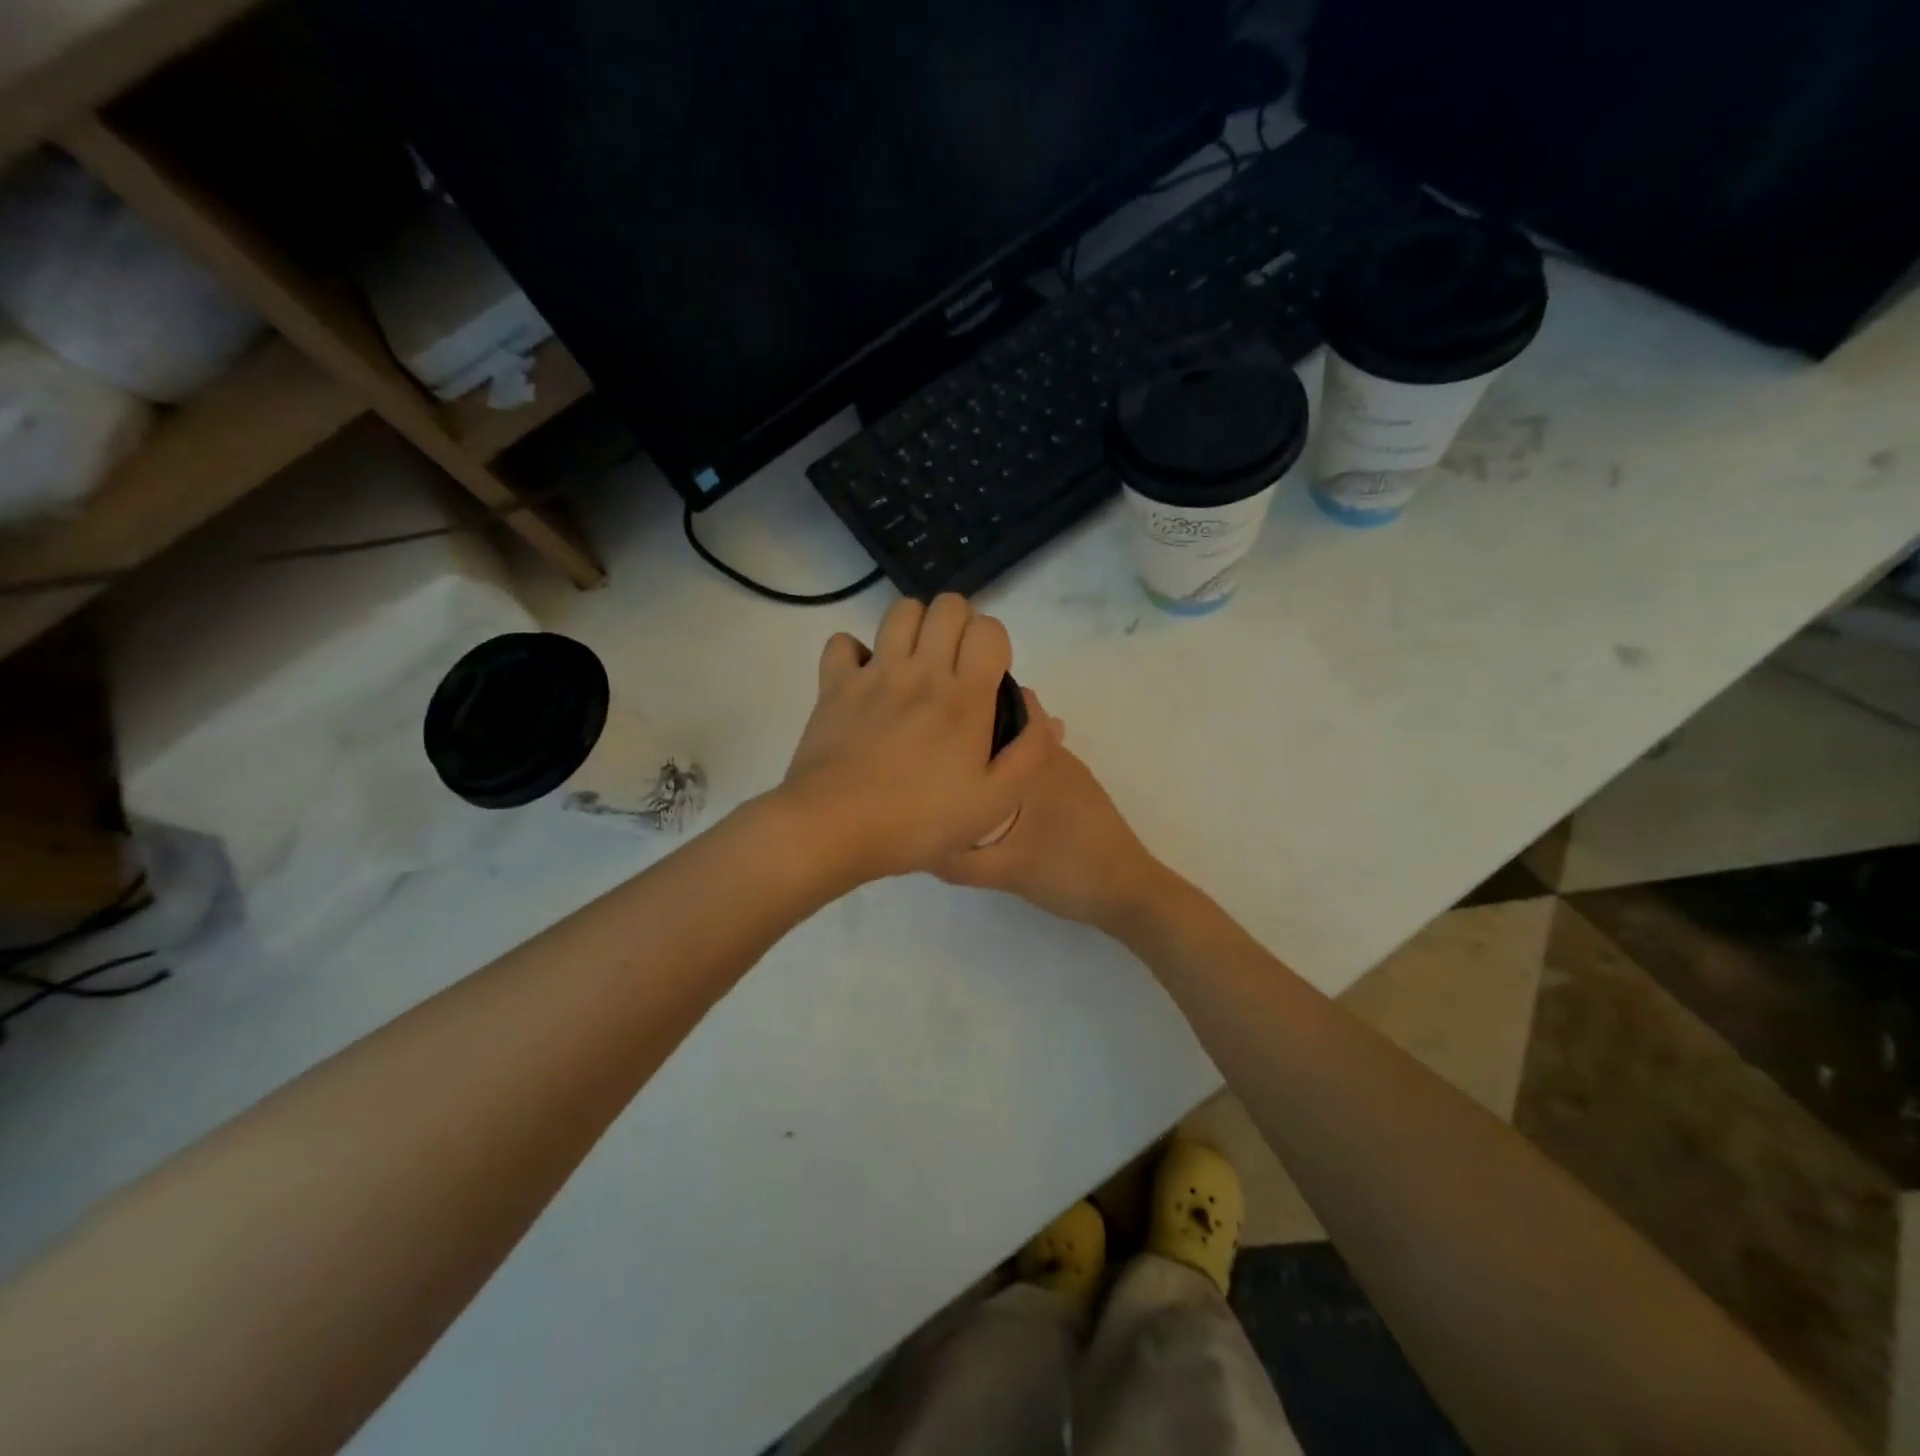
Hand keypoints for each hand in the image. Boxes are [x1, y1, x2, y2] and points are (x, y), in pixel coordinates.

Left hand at [778, 595, 1055, 884]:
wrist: (834, 828)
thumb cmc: (918, 821)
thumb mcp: (993, 802)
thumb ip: (1030, 754)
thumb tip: (1048, 717)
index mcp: (964, 697)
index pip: (989, 629)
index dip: (995, 643)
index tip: (988, 677)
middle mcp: (921, 671)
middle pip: (947, 606)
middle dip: (959, 625)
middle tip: (955, 665)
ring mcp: (874, 673)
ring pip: (900, 611)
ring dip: (915, 626)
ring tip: (915, 663)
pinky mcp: (834, 684)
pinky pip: (844, 641)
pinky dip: (856, 651)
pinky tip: (866, 678)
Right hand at [935, 716, 1170, 934]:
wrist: (1129, 893)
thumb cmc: (1067, 871)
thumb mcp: (1003, 872)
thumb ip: (956, 860)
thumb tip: (916, 843)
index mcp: (1036, 763)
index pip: (1002, 710)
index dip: (968, 705)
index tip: (933, 714)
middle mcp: (1055, 756)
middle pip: (1011, 726)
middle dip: (976, 729)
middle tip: (936, 745)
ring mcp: (1071, 772)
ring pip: (1025, 748)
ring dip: (996, 750)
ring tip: (957, 767)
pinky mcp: (1078, 791)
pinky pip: (1036, 767)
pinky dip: (1013, 769)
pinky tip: (991, 794)